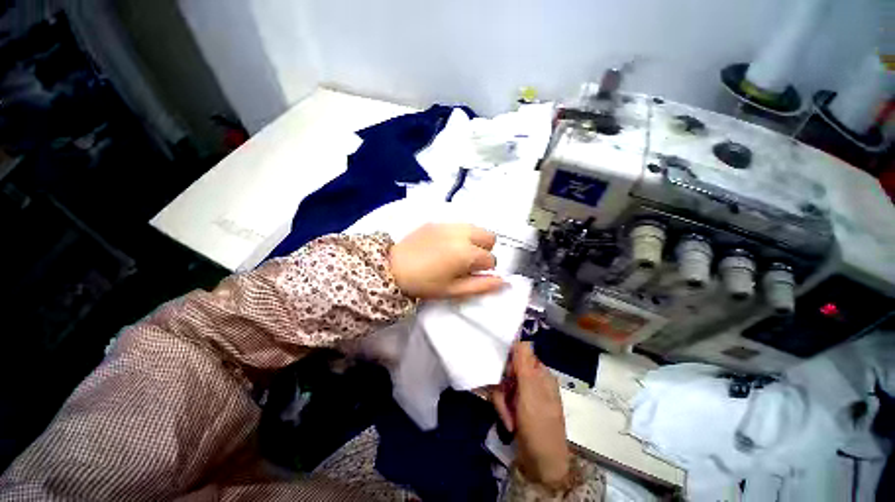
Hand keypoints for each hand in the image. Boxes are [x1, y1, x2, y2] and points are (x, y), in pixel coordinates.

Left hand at [389, 223, 503, 298]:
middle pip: (490, 237)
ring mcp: (449, 224)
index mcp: (467, 253)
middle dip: (485, 250)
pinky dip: (460, 234)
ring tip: (458, 252)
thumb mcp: (453, 290)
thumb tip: (503, 281)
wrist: (393, 267)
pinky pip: (459, 225)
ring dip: (474, 240)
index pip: (491, 259)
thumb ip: (481, 286)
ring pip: (476, 228)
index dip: (485, 270)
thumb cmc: (425, 283)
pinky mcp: (438, 221)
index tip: (472, 274)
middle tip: (469, 262)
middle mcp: (462, 233)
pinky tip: (446, 244)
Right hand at [492, 342, 569, 486]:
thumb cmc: (539, 426)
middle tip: (504, 402)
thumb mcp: (530, 393)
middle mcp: (533, 380)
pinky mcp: (517, 406)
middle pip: (508, 370)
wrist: (541, 465)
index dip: (509, 363)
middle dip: (503, 387)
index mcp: (541, 373)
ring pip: (503, 384)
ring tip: (508, 418)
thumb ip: (524, 365)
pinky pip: (503, 397)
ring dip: (502, 401)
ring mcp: (525, 394)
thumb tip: (522, 338)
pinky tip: (508, 421)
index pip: (519, 354)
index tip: (504, 376)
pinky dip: (503, 408)